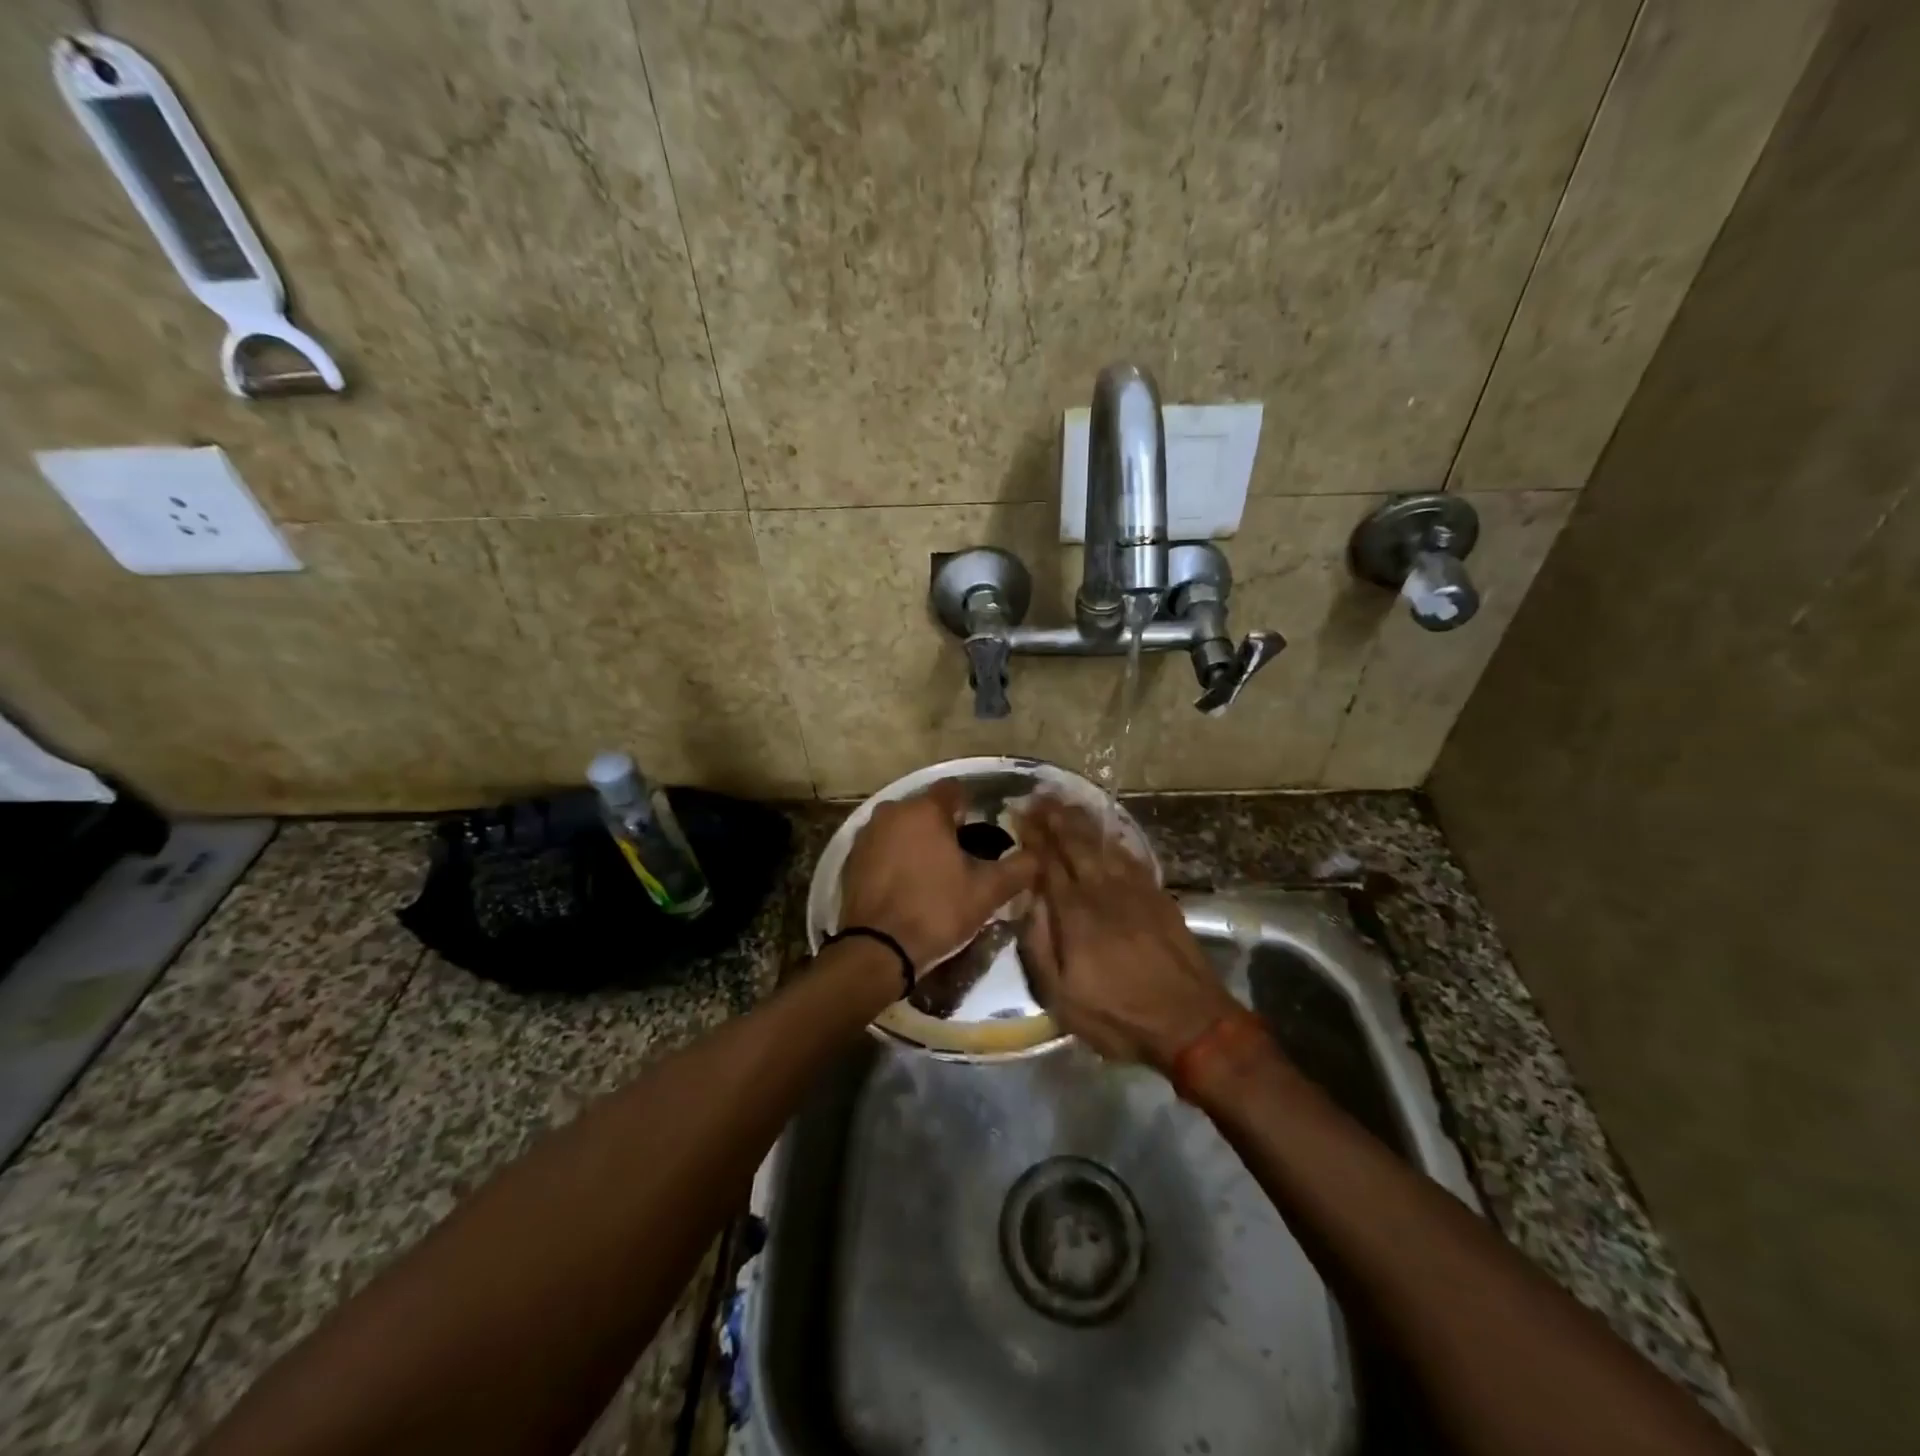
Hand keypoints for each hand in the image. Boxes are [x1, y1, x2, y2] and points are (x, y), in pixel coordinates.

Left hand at [837, 781, 1038, 974]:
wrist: (877, 950)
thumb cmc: (936, 910)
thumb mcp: (987, 891)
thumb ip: (1019, 868)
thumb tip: (1038, 856)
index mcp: (924, 809)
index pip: (955, 790)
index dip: (972, 807)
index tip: (982, 832)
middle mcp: (891, 811)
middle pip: (926, 808)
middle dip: (944, 826)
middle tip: (963, 857)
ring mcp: (867, 834)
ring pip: (902, 827)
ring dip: (918, 841)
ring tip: (936, 872)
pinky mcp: (852, 859)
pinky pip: (883, 848)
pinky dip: (896, 858)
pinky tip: (908, 884)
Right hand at [1014, 795, 1241, 1068]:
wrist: (1191, 1022)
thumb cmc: (1119, 1015)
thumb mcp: (1062, 997)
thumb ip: (1038, 945)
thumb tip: (1027, 901)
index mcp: (1075, 913)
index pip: (1047, 862)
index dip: (1032, 835)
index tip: (1017, 812)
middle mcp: (1103, 891)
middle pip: (1075, 843)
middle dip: (1054, 817)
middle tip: (1037, 795)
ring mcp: (1135, 890)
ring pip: (1103, 843)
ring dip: (1081, 820)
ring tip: (1064, 801)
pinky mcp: (1158, 896)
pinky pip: (1130, 855)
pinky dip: (1113, 837)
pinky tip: (1106, 830)